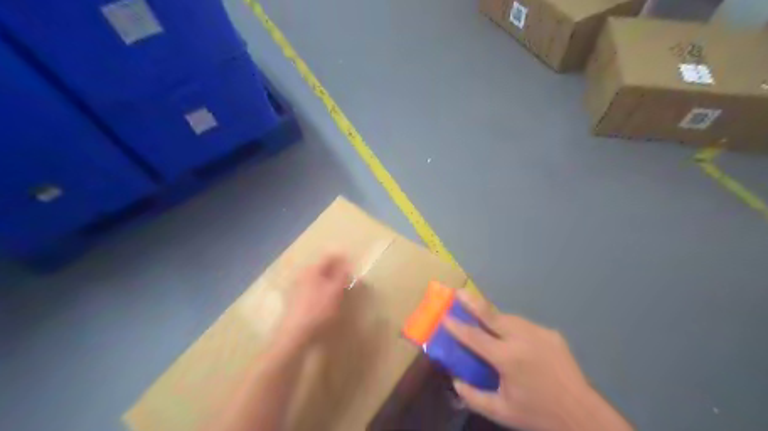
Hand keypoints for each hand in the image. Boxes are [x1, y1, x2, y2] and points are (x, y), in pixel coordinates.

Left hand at [278, 255, 352, 352]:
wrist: (294, 335)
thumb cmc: (318, 310)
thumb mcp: (335, 291)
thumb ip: (342, 276)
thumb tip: (347, 266)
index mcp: (312, 269)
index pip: (329, 257)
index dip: (342, 259)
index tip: (353, 265)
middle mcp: (302, 275)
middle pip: (322, 267)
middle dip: (335, 271)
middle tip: (348, 278)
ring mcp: (295, 288)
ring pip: (316, 279)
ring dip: (328, 281)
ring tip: (339, 290)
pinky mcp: (293, 301)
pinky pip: (311, 290)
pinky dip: (321, 291)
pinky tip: (326, 302)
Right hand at [441, 291, 631, 430]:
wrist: (582, 415)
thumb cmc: (538, 414)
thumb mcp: (501, 412)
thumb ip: (473, 396)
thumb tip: (455, 380)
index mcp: (508, 358)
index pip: (475, 337)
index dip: (457, 326)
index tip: (444, 315)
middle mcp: (522, 339)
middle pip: (492, 315)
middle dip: (473, 302)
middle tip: (459, 292)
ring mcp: (539, 333)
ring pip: (509, 318)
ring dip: (494, 317)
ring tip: (484, 319)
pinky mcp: (551, 333)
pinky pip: (525, 325)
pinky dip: (513, 327)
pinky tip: (513, 338)